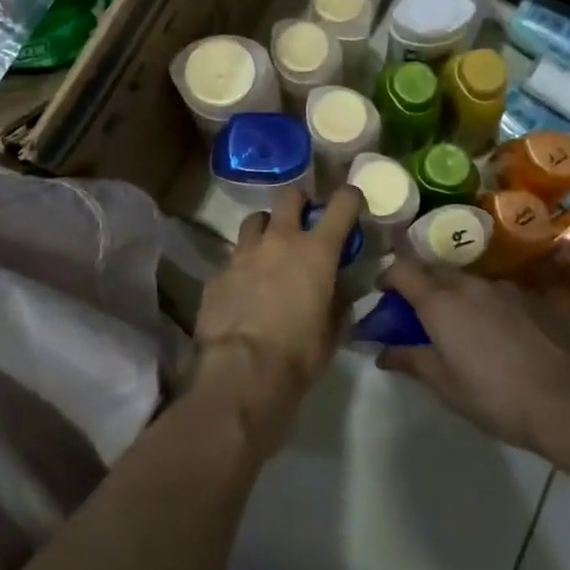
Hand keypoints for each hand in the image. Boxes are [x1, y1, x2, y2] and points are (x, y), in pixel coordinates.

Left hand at [192, 185, 365, 450]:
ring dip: (266, 229)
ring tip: (269, 250)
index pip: (342, 205)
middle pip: (289, 196)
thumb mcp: (333, 331)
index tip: (352, 202)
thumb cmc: (298, 355)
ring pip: (255, 221)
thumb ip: (338, 300)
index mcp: (316, 251)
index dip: (350, 197)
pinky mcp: (217, 274)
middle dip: (299, 202)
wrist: (241, 373)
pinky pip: (234, 258)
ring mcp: (243, 254)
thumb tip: (337, 287)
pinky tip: (245, 290)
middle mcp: (279, 241)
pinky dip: (243, 266)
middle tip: (303, 221)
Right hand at [375, 260, 569, 454]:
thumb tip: (382, 352)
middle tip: (414, 310)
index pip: (403, 270)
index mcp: (441, 302)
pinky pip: (496, 293)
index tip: (381, 293)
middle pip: (434, 269)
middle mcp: (470, 284)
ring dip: (453, 293)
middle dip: (419, 283)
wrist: (568, 400)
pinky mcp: (532, 298)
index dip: (387, 277)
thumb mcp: (446, 385)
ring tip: (457, 323)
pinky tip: (495, 332)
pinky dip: (484, 304)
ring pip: (467, 280)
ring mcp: (504, 288)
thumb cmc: (496, 396)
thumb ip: (412, 360)